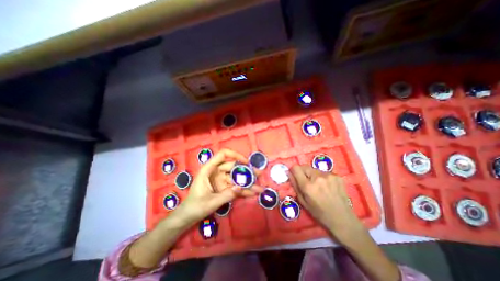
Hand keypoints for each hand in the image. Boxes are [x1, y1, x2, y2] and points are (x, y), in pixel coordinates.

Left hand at [174, 149, 262, 225]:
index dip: (235, 155)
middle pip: (234, 167)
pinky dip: (244, 191)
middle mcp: (216, 172)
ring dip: (248, 183)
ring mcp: (221, 180)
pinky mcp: (224, 188)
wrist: (188, 217)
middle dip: (247, 171)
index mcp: (209, 169)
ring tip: (260, 187)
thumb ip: (227, 195)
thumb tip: (241, 187)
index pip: (223, 155)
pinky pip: (235, 187)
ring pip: (236, 178)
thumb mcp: (211, 201)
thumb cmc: (195, 206)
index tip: (246, 162)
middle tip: (259, 174)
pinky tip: (253, 193)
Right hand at [287, 166, 366, 242]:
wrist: (343, 219)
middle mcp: (318, 177)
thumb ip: (295, 185)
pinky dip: (322, 177)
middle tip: (306, 181)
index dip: (293, 170)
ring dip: (313, 174)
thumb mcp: (303, 201)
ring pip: (314, 169)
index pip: (296, 168)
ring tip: (318, 185)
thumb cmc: (319, 213)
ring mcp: (329, 175)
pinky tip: (327, 186)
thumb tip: (289, 173)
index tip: (295, 175)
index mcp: (308, 186)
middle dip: (303, 172)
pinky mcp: (337, 176)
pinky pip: (324, 172)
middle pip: (304, 166)